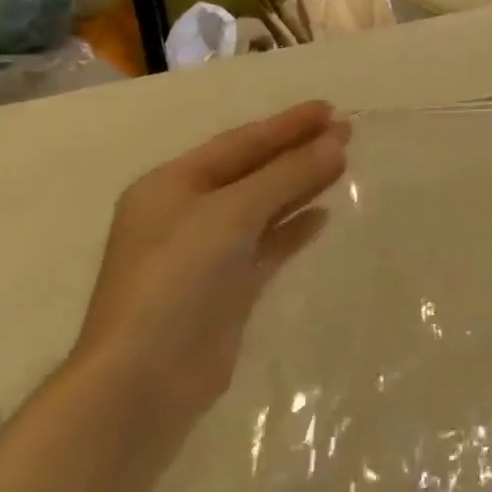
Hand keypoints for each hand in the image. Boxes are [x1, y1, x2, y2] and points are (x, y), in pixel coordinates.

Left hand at [73, 102, 349, 420]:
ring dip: (300, 185)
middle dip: (297, 151)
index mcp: (170, 186)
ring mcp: (205, 254)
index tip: (329, 109)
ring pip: (262, 206)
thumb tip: (336, 143)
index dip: (285, 124)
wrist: (145, 382)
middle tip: (346, 132)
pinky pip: (267, 244)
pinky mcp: (225, 289)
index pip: (239, 143)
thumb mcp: (234, 213)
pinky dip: (293, 227)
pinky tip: (323, 215)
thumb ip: (288, 175)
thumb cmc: (178, 279)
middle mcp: (185, 214)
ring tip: (342, 164)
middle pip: (252, 171)